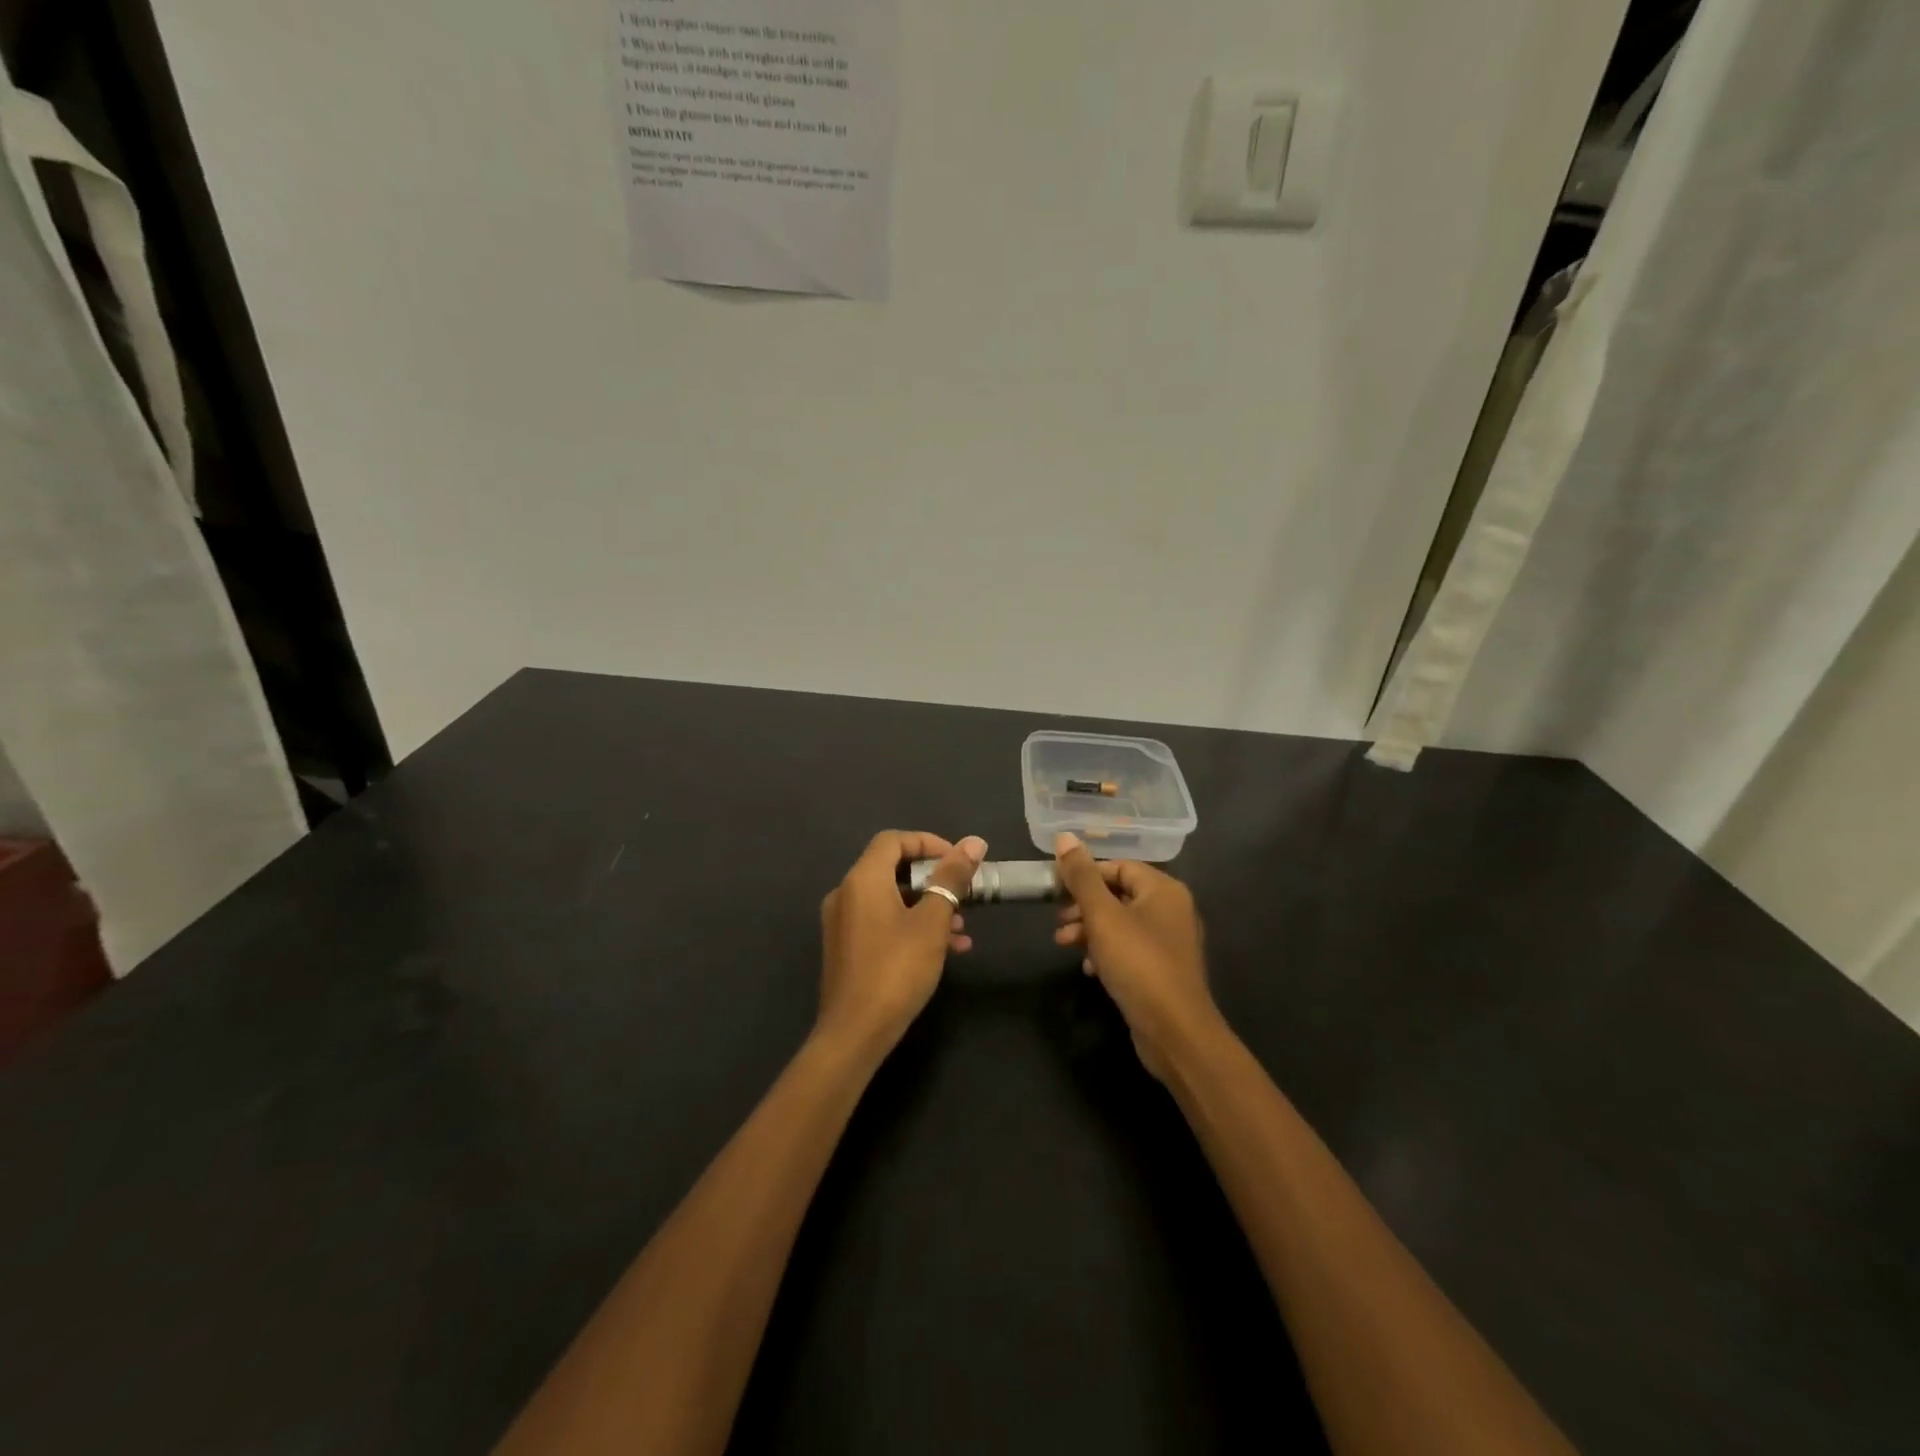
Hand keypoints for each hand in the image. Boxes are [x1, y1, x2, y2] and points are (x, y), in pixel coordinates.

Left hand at [817, 830, 986, 1055]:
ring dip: (926, 906)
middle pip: (892, 868)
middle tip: (964, 894)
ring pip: (890, 899)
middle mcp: (846, 893)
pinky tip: (945, 949)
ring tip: (961, 928)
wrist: (855, 1033)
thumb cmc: (897, 970)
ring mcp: (843, 923)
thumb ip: (952, 878)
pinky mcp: (846, 948)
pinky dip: (910, 926)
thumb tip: (974, 842)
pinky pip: (881, 922)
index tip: (959, 860)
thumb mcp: (932, 921)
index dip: (928, 843)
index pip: (893, 840)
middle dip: (933, 879)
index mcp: (862, 879)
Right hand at [1052, 832, 1215, 1080]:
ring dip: (1090, 930)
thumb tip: (1064, 837)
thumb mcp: (1102, 916)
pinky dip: (1106, 953)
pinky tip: (1088, 968)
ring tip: (1063, 944)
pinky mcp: (1163, 970)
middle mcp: (1172, 910)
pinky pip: (1130, 949)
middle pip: (1119, 895)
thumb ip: (1082, 877)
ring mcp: (1170, 942)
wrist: (1175, 1031)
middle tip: (1058, 922)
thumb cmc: (1138, 964)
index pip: (1119, 867)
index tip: (1057, 889)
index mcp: (1164, 890)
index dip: (1086, 875)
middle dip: (1084, 906)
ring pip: (1121, 924)